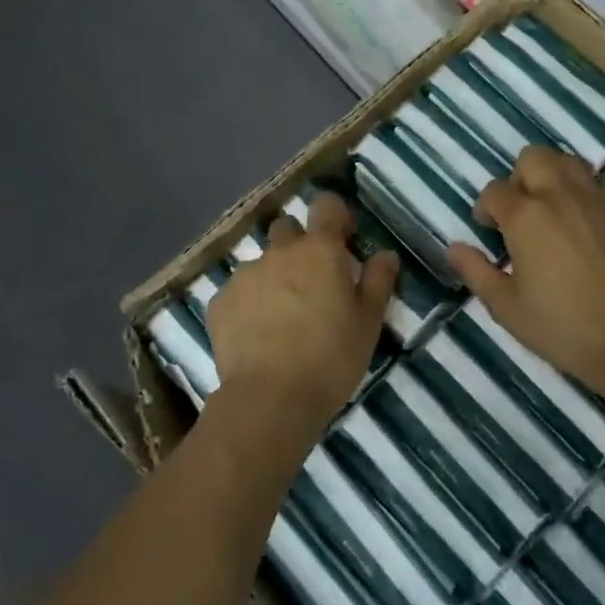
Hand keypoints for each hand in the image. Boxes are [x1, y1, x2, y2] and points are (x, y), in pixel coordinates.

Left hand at [206, 192, 397, 438]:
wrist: (270, 399)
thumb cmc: (331, 358)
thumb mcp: (368, 323)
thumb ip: (378, 281)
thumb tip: (384, 254)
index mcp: (320, 251)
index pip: (327, 205)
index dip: (335, 217)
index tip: (342, 240)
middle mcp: (280, 252)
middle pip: (287, 228)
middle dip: (298, 245)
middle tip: (311, 282)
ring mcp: (245, 275)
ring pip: (261, 263)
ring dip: (273, 278)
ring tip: (281, 317)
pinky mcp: (220, 301)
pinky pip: (238, 291)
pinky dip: (249, 304)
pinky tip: (257, 335)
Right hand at [446, 146, 604, 394]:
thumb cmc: (561, 327)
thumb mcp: (506, 307)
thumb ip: (476, 271)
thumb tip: (454, 247)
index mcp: (525, 216)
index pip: (495, 191)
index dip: (486, 209)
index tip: (490, 230)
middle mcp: (562, 195)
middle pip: (534, 157)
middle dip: (521, 178)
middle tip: (524, 212)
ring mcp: (602, 198)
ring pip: (572, 164)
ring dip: (557, 180)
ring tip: (557, 213)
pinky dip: (592, 199)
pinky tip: (594, 230)